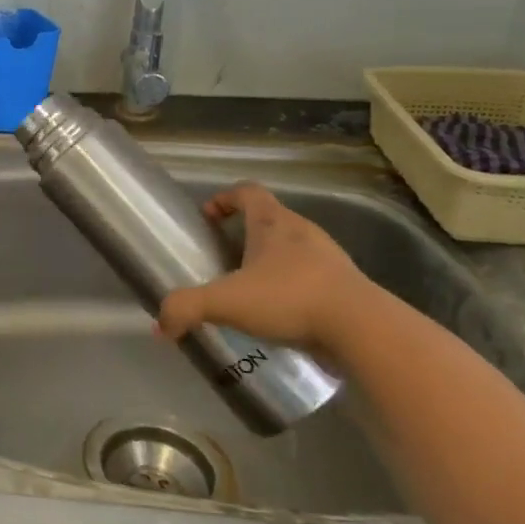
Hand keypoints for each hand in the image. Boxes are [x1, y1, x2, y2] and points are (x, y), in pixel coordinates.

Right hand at [155, 183, 372, 355]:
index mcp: (274, 223)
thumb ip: (187, 308)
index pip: (248, 192)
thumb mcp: (225, 302)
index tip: (207, 218)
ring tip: (250, 290)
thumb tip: (161, 326)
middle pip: (270, 219)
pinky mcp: (345, 288)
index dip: (224, 199)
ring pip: (293, 249)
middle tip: (223, 257)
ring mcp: (329, 259)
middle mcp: (303, 233)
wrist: (363, 330)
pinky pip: (311, 278)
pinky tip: (280, 315)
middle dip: (245, 234)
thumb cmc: (289, 298)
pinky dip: (292, 288)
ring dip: (271, 262)